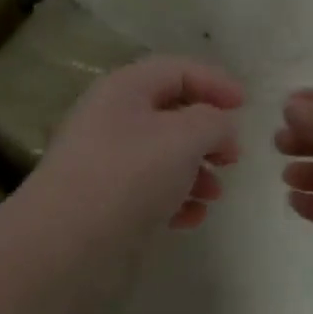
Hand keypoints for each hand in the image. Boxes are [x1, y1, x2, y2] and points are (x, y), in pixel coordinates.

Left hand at [20, 56, 243, 263]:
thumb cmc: (128, 175)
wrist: (65, 243)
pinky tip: (190, 219)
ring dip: (195, 171)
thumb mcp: (183, 137)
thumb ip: (213, 122)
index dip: (214, 82)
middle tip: (233, 157)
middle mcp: (111, 118)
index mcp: (124, 89)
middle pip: (170, 114)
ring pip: (162, 156)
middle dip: (207, 133)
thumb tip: (220, 126)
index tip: (246, 106)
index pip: (177, 70)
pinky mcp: (104, 201)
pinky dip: (175, 199)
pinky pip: (149, 190)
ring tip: (214, 194)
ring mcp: (105, 162)